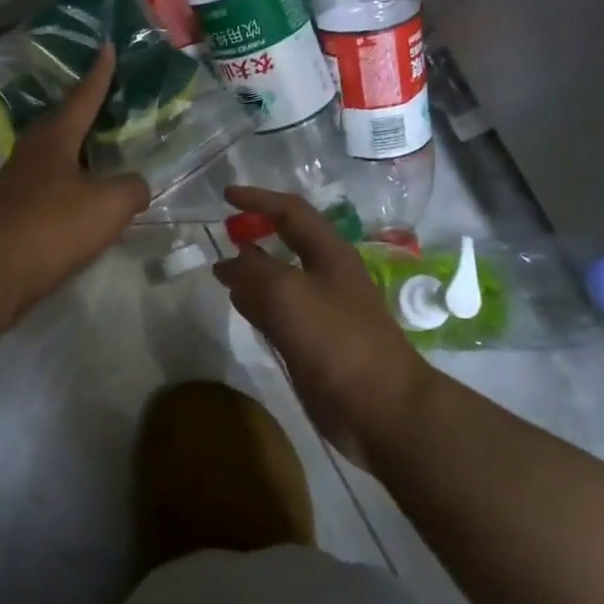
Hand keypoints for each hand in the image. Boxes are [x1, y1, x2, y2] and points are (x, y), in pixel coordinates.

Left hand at [0, 46, 149, 317]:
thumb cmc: (53, 226)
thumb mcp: (109, 205)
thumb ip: (132, 188)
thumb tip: (134, 186)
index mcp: (55, 137)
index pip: (83, 96)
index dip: (100, 73)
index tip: (107, 46)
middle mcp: (33, 150)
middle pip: (65, 120)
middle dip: (88, 108)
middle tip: (113, 98)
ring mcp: (19, 179)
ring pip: (57, 152)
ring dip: (80, 147)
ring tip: (105, 147)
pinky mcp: (14, 207)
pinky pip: (51, 181)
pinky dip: (72, 179)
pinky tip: (85, 194)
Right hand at [212, 186, 436, 453]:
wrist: (380, 408)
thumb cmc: (337, 340)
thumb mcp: (287, 294)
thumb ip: (253, 271)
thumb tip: (228, 261)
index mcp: (330, 254)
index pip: (291, 211)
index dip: (259, 199)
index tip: (225, 195)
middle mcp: (327, 276)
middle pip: (287, 244)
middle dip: (256, 233)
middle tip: (223, 232)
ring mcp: (323, 312)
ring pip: (281, 280)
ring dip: (253, 271)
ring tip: (222, 270)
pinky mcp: (316, 344)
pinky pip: (280, 313)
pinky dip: (257, 304)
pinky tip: (240, 307)